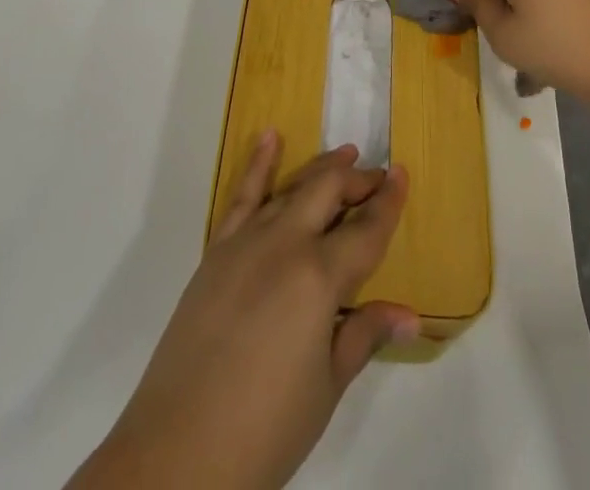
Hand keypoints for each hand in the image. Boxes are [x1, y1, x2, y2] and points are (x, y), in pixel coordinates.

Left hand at [69, 133, 417, 489]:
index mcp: (319, 278)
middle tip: (377, 177)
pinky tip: (270, 138)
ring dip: (320, 170)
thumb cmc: (266, 429)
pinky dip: (258, 163)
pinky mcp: (216, 252)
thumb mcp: (326, 387)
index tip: (403, 175)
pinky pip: (242, 197)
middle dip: (357, 181)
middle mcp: (285, 244)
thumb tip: (411, 315)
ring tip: (343, 155)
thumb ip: (364, 335)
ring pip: (291, 189)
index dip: (388, 202)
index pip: (366, 230)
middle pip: (329, 193)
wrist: (179, 452)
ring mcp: (246, 242)